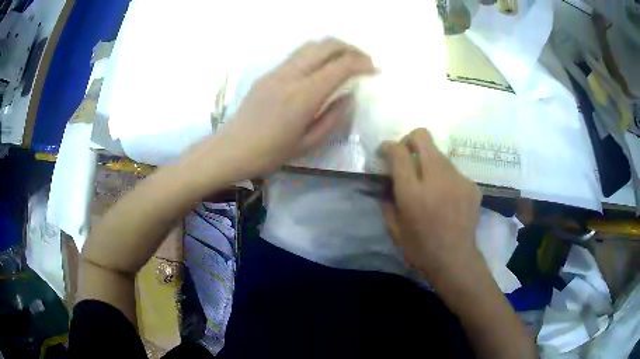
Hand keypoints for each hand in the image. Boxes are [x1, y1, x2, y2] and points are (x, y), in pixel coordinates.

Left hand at [214, 38, 374, 179]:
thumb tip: (348, 97)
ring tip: (345, 60)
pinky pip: (297, 55)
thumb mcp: (308, 143)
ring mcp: (277, 71)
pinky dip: (316, 54)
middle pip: (326, 46)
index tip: (375, 70)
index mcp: (304, 95)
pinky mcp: (268, 74)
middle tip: (363, 61)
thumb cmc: (270, 153)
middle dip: (351, 48)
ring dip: (333, 48)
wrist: (232, 149)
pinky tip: (321, 67)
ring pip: (310, 46)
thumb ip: (333, 117)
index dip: (362, 64)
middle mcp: (291, 75)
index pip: (340, 66)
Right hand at [381, 129, 482, 284]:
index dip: (389, 146)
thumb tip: (387, 183)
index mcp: (412, 193)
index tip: (385, 150)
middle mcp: (436, 179)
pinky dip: (445, 179)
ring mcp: (458, 180)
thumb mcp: (394, 229)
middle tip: (406, 153)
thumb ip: (387, 202)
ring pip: (439, 154)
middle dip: (410, 139)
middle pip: (423, 137)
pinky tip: (446, 198)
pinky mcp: (471, 185)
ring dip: (429, 162)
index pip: (399, 152)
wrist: (455, 260)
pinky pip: (453, 172)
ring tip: (430, 184)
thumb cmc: (420, 249)